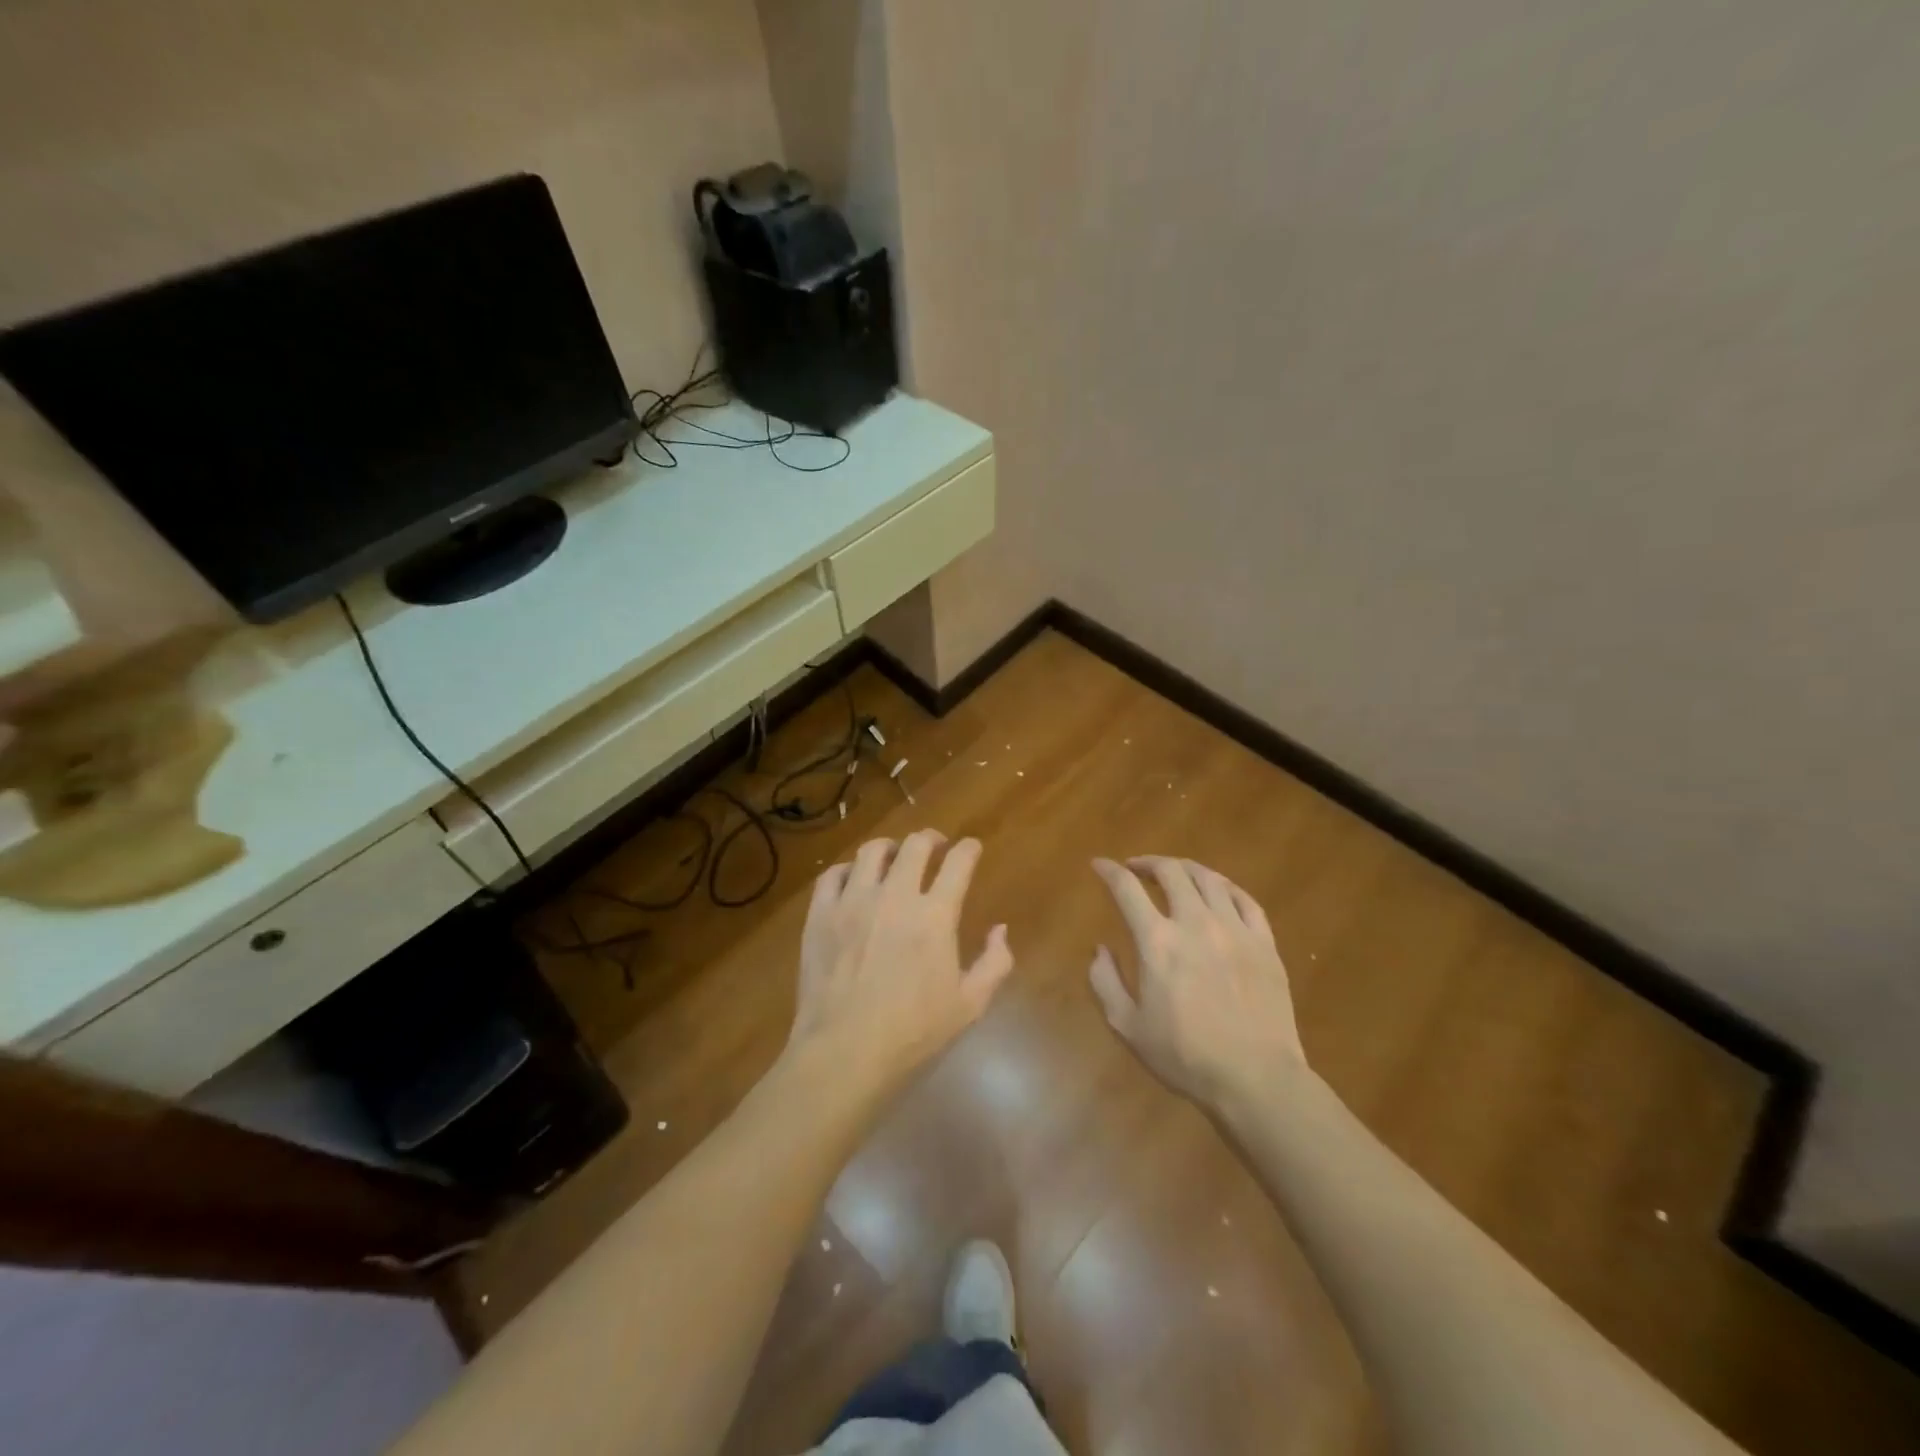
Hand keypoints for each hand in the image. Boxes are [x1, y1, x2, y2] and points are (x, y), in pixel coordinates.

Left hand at [789, 831, 1014, 1091]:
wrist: (844, 1054)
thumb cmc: (913, 1034)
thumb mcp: (970, 1006)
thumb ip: (994, 963)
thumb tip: (1000, 929)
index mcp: (935, 916)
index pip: (958, 863)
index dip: (969, 850)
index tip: (971, 849)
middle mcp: (895, 896)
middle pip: (915, 846)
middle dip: (931, 839)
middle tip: (935, 847)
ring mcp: (853, 901)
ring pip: (872, 851)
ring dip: (890, 848)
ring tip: (894, 857)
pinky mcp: (820, 914)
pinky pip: (833, 875)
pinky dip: (848, 870)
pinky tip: (854, 881)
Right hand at [1089, 856, 1307, 1107]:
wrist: (1255, 1078)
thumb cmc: (1184, 1056)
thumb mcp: (1127, 1026)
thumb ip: (1105, 981)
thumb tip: (1100, 949)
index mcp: (1157, 941)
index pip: (1126, 889)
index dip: (1109, 871)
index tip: (1099, 864)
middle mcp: (1195, 922)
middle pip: (1171, 872)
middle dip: (1148, 862)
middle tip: (1136, 869)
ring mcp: (1235, 929)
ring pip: (1209, 878)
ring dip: (1185, 869)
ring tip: (1175, 874)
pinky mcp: (1264, 942)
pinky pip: (1245, 899)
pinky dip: (1225, 887)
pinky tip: (1218, 891)